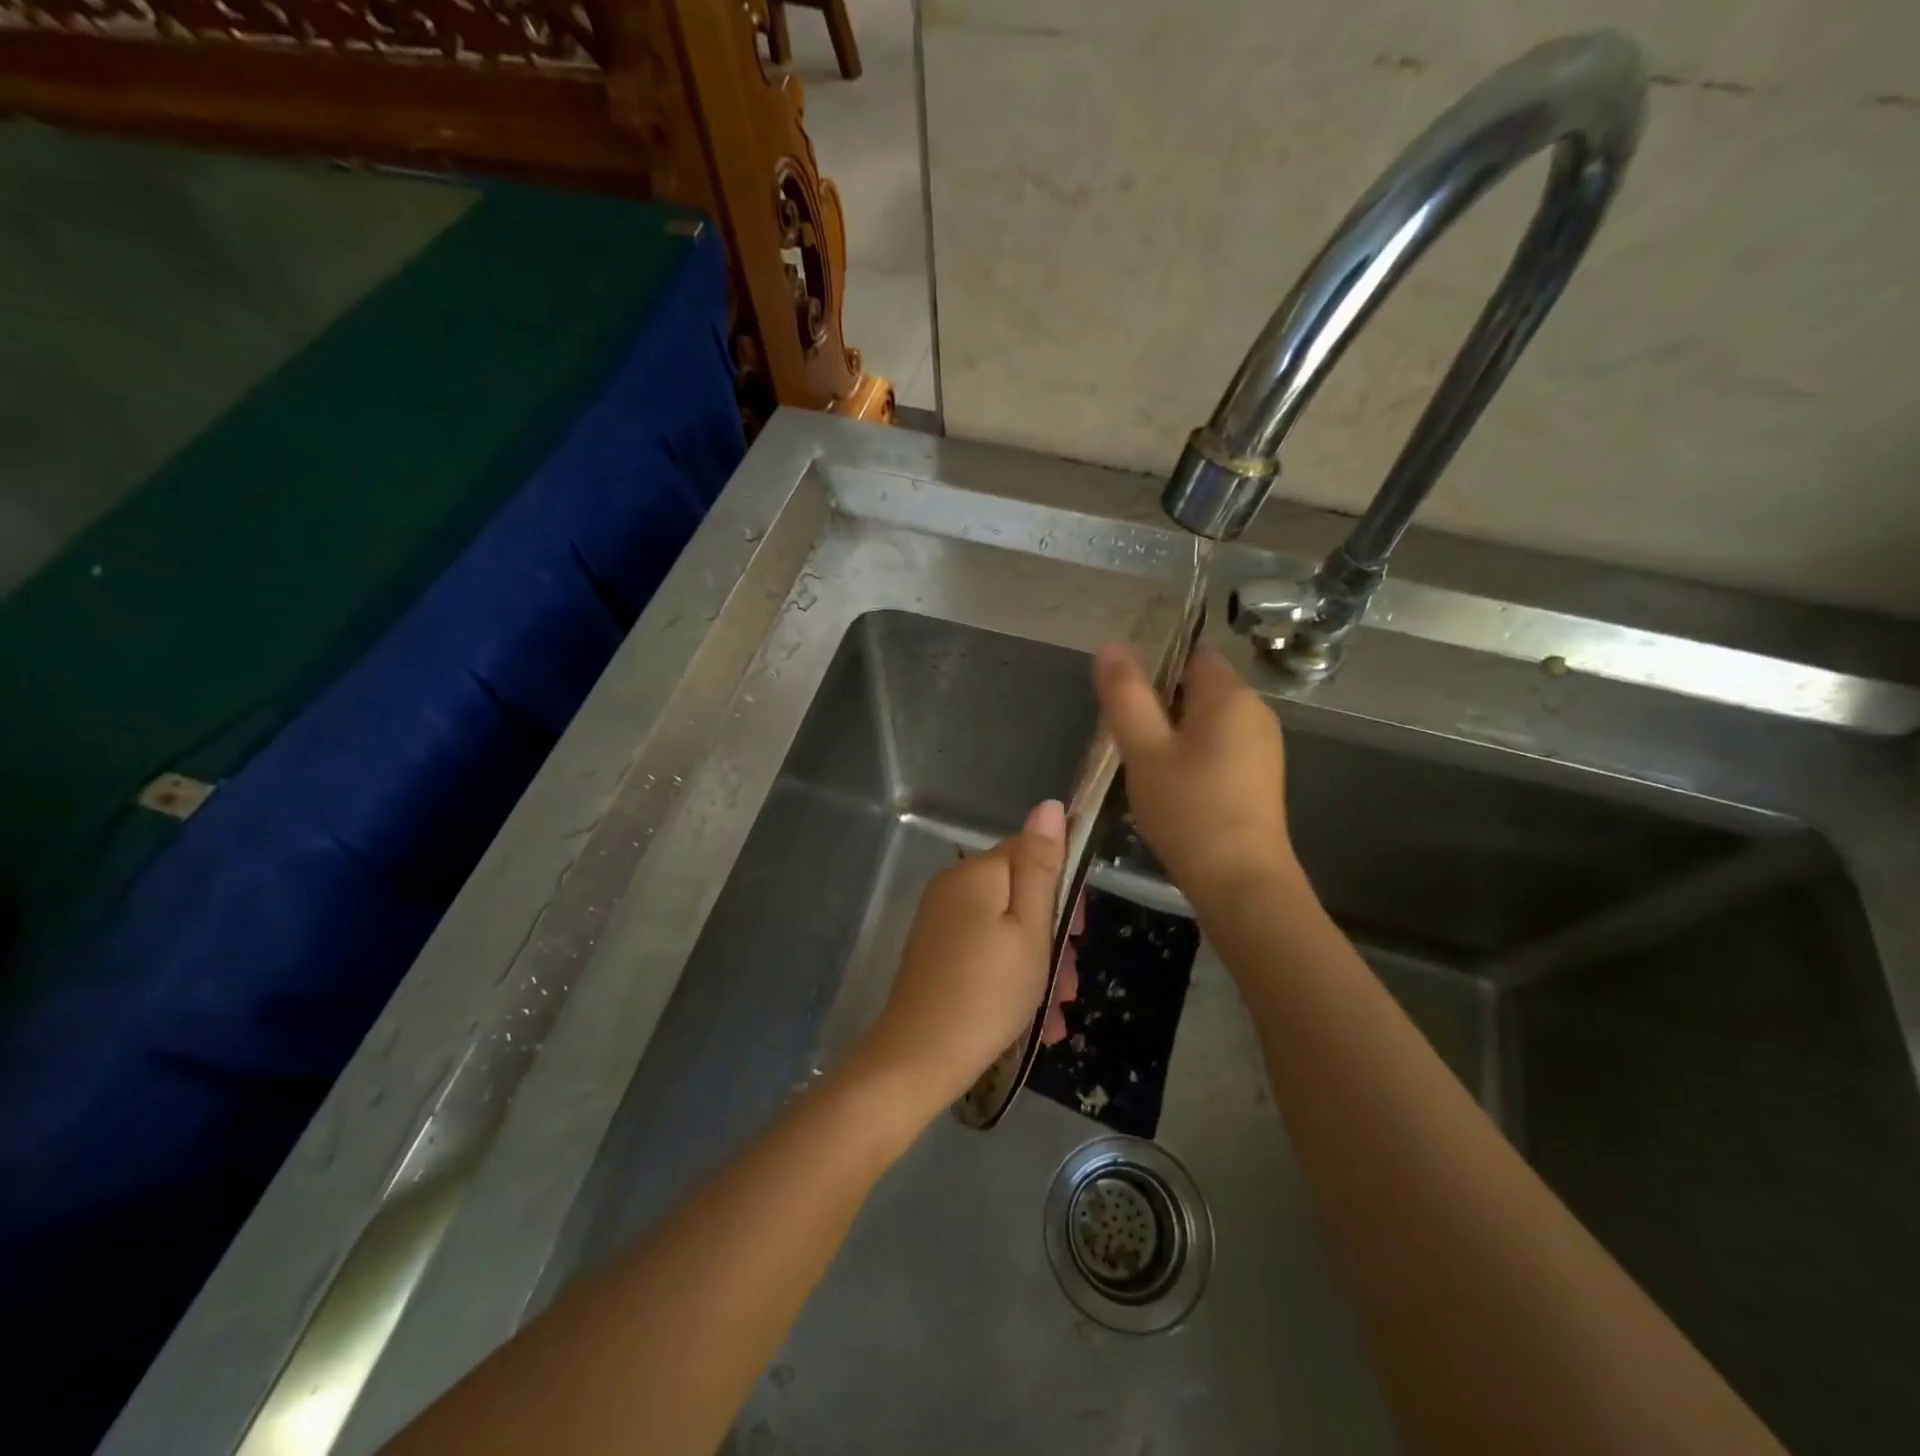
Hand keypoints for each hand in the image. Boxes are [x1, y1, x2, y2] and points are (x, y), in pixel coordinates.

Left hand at [857, 800, 1074, 1110]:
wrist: (920, 1057)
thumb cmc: (988, 991)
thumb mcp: (1030, 928)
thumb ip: (1041, 865)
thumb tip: (1049, 804)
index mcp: (977, 872)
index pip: (1030, 850)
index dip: (1062, 883)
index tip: (1079, 928)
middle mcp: (954, 886)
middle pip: (1018, 892)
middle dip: (1052, 932)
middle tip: (1070, 980)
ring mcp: (940, 920)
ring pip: (1005, 927)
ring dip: (1038, 962)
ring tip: (1058, 1011)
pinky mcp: (935, 951)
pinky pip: (984, 949)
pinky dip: (1010, 974)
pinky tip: (1034, 1019)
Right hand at [1094, 643, 1298, 907]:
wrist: (1242, 882)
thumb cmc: (1189, 810)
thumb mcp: (1144, 750)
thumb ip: (1125, 695)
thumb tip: (1110, 645)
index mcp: (1230, 695)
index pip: (1191, 654)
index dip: (1155, 669)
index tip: (1128, 704)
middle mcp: (1256, 710)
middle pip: (1199, 687)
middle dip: (1161, 705)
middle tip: (1131, 743)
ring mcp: (1264, 745)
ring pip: (1208, 720)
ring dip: (1175, 734)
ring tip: (1148, 769)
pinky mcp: (1262, 776)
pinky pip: (1221, 746)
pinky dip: (1195, 756)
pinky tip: (1177, 789)